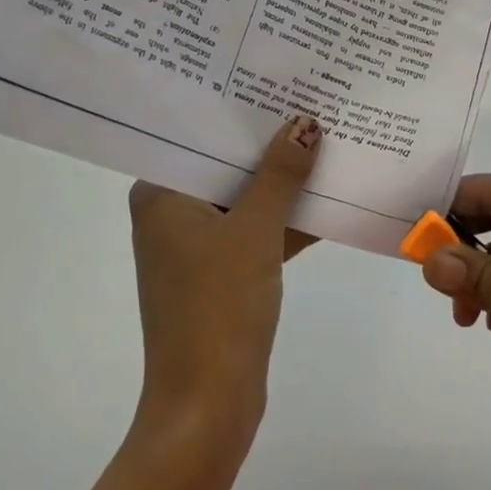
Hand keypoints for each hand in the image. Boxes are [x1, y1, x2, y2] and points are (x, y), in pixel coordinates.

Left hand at [127, 116, 321, 446]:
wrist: (207, 406)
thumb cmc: (218, 306)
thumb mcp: (255, 231)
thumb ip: (280, 174)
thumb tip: (305, 123)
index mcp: (161, 194)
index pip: (202, 137)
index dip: (243, 112)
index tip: (281, 83)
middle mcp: (171, 212)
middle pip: (227, 166)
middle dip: (271, 145)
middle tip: (313, 104)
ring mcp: (195, 246)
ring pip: (245, 200)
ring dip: (283, 184)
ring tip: (330, 142)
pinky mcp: (219, 273)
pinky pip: (254, 232)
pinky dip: (285, 221)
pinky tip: (329, 200)